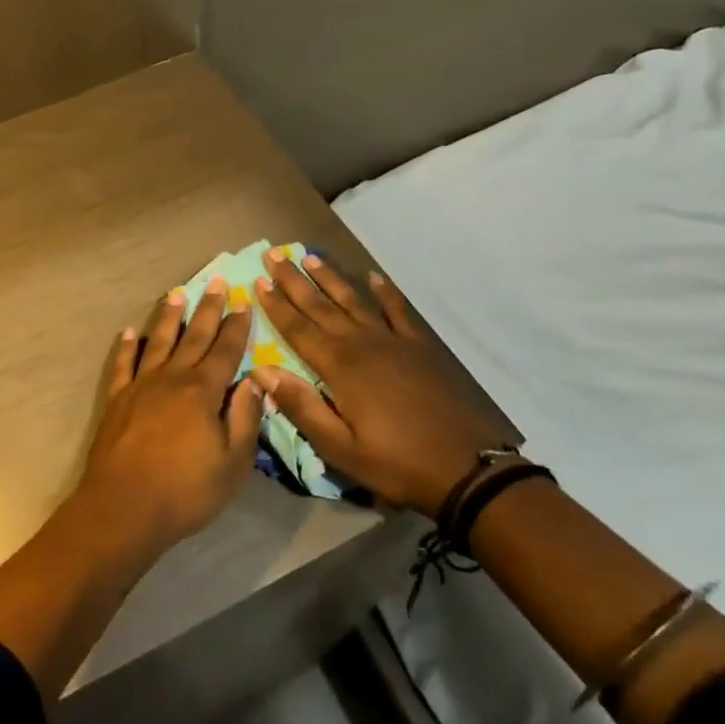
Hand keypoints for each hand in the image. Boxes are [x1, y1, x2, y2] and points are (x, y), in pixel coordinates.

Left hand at [76, 278, 261, 550]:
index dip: (236, 327)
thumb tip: (256, 380)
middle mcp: (172, 378)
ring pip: (158, 340)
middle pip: (193, 336)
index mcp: (202, 391)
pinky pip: (122, 363)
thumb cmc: (186, 491)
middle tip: (215, 281)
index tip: (243, 303)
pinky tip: (130, 331)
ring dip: (168, 316)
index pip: (225, 351)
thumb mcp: (233, 463)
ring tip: (176, 292)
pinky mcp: (117, 399)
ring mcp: (140, 385)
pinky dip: (127, 345)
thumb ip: (245, 418)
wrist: (124, 507)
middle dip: (207, 309)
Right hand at [252, 251, 508, 515]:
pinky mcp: (420, 347)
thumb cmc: (396, 463)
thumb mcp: (340, 448)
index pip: (298, 328)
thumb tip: (261, 370)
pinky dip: (386, 293)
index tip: (258, 280)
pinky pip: (398, 311)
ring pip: (354, 300)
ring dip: (330, 278)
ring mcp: (394, 341)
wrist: (467, 469)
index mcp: (339, 366)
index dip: (276, 305)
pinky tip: (375, 278)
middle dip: (294, 280)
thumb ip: (300, 406)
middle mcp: (362, 343)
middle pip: (320, 305)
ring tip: (310, 257)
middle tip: (274, 254)